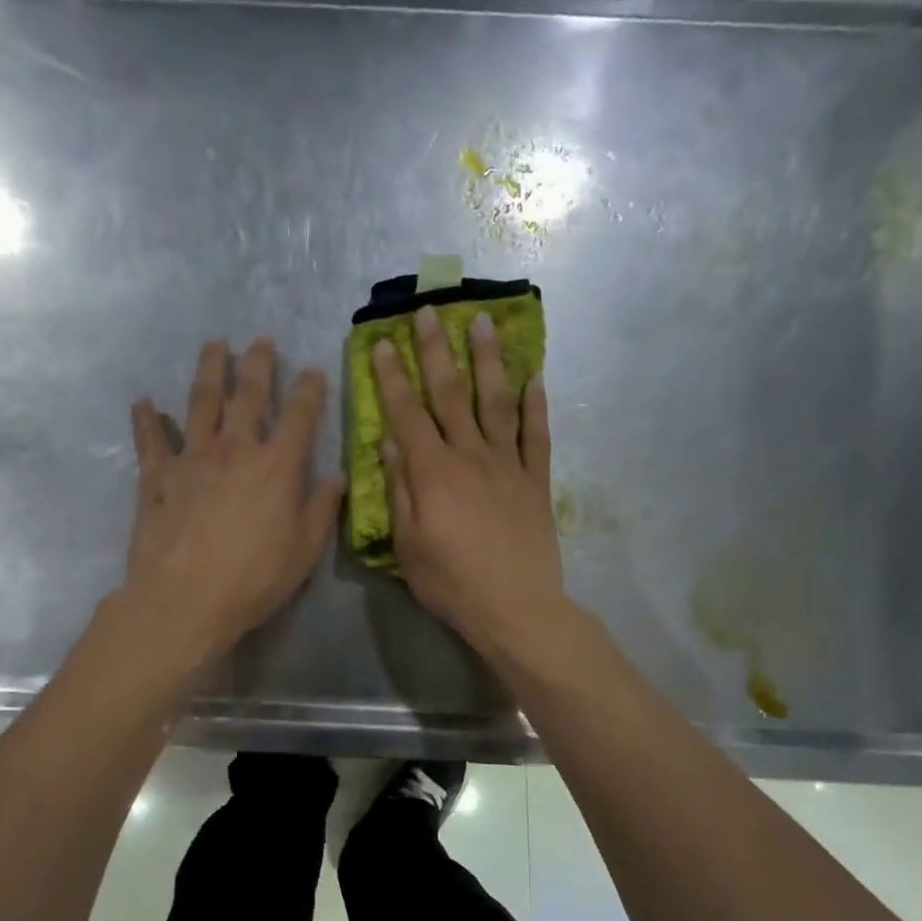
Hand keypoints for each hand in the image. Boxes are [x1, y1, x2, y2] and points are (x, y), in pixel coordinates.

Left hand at [125, 338, 342, 663]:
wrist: (185, 598)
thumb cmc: (254, 578)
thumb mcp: (305, 550)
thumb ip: (322, 509)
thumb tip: (337, 478)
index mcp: (277, 465)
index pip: (300, 415)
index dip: (310, 389)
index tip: (314, 370)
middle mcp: (235, 449)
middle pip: (248, 395)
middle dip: (258, 364)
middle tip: (261, 340)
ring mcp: (192, 458)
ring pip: (201, 402)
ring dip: (209, 371)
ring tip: (214, 346)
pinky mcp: (156, 476)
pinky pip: (150, 440)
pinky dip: (146, 419)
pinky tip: (143, 401)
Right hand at [373, 306, 568, 664]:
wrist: (516, 608)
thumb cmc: (451, 582)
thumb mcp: (408, 544)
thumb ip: (399, 490)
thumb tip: (389, 443)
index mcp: (433, 472)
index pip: (407, 413)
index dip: (393, 377)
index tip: (384, 342)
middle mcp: (470, 456)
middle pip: (451, 394)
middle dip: (437, 350)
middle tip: (429, 312)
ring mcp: (508, 465)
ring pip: (497, 402)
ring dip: (489, 360)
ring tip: (483, 322)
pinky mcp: (536, 481)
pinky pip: (537, 436)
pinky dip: (536, 406)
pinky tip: (535, 378)